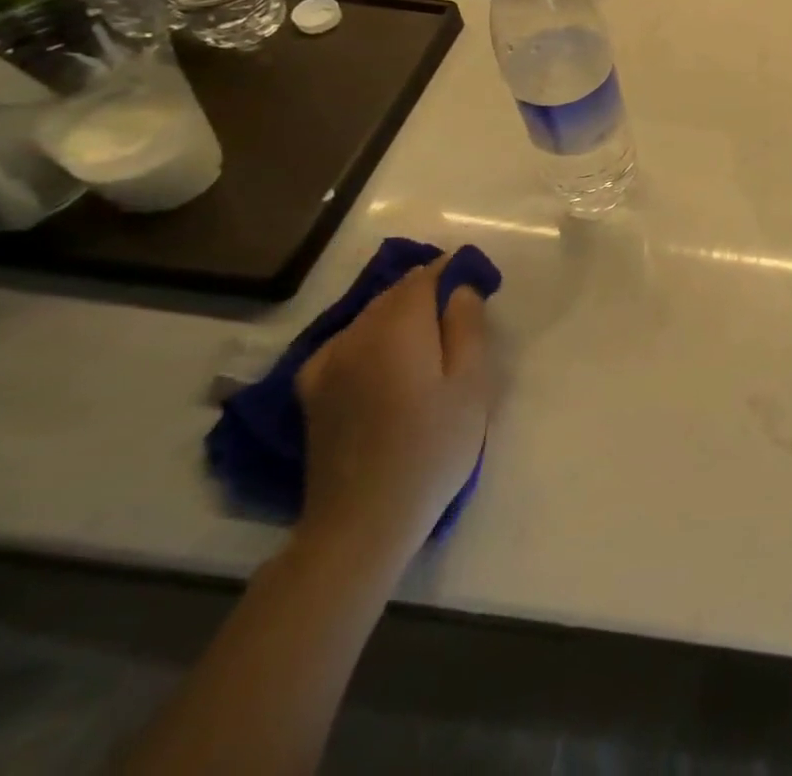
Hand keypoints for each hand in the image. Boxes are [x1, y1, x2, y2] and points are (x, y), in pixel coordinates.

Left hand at [295, 257, 491, 564]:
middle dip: (429, 290)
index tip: (479, 283)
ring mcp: (327, 362)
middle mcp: (355, 333)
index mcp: (397, 327)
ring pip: (371, 315)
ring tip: (430, 337)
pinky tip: (387, 358)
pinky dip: (372, 337)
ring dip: (401, 313)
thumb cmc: (433, 446)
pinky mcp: (312, 390)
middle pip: (396, 292)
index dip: (454, 270)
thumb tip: (460, 286)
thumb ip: (467, 323)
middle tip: (461, 313)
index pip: (426, 275)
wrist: (363, 521)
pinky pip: (348, 342)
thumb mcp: (472, 382)